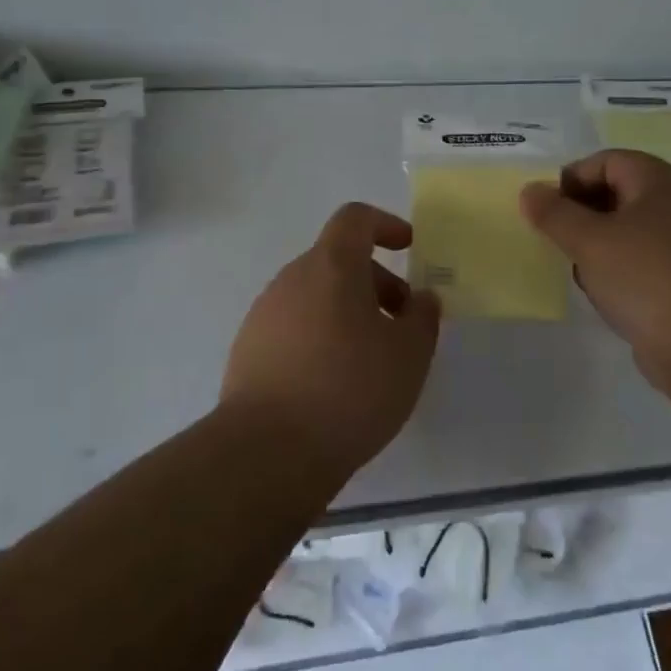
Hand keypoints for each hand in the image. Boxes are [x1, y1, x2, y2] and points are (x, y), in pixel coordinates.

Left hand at [222, 202, 441, 479]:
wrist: (266, 451)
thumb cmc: (350, 390)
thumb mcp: (409, 355)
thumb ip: (422, 318)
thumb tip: (421, 299)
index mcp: (331, 266)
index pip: (355, 219)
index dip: (385, 225)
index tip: (409, 247)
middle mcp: (292, 279)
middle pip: (337, 261)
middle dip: (375, 283)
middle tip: (402, 324)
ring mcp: (264, 314)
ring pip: (315, 296)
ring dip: (348, 312)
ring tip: (371, 360)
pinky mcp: (248, 351)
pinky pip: (294, 327)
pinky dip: (320, 337)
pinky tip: (334, 384)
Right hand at [519, 151, 670, 395]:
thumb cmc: (645, 277)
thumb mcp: (588, 240)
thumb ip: (554, 213)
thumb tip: (530, 191)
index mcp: (659, 180)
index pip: (606, 161)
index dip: (571, 179)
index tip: (545, 211)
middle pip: (618, 193)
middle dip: (581, 215)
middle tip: (557, 240)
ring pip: (628, 230)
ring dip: (598, 246)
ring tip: (580, 270)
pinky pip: (643, 261)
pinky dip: (619, 271)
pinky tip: (605, 295)